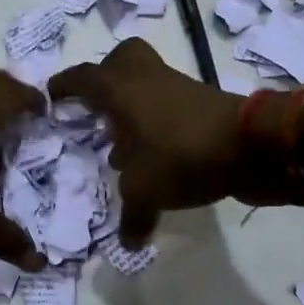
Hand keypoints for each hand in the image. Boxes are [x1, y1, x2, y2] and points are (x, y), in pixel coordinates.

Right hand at [50, 38, 242, 245]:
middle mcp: (148, 81)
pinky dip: (158, 126)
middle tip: (96, 107)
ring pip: (149, 85)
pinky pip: (170, 107)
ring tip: (123, 146)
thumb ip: (132, 217)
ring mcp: (179, 90)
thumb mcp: (146, 193)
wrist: (252, 147)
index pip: (85, 78)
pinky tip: (155, 158)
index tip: (51, 96)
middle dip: (106, 77)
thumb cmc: (181, 157)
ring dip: (134, 108)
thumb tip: (128, 245)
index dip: (65, 85)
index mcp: (122, 91)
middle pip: (122, 59)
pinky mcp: (204, 106)